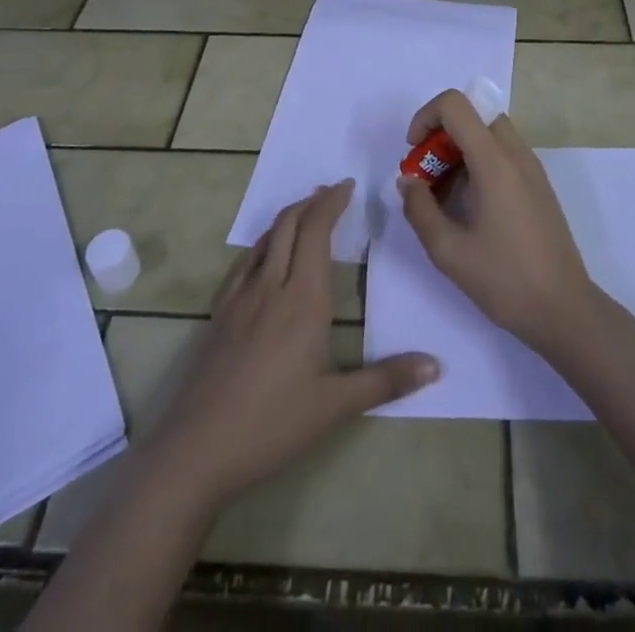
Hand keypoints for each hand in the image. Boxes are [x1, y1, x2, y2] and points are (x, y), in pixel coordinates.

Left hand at [146, 180, 437, 505]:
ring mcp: (240, 297)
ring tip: (306, 212)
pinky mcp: (220, 313)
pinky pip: (244, 262)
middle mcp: (271, 285)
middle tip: (331, 192)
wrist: (197, 449)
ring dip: (288, 217)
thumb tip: (436, 365)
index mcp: (303, 298)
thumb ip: (386, 380)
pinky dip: (263, 243)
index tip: (348, 185)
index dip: (331, 202)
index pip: (317, 230)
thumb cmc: (273, 425)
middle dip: (312, 201)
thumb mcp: (336, 406)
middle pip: (289, 224)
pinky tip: (266, 255)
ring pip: (265, 238)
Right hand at [397, 89, 597, 352]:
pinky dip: (479, 162)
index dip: (426, 117)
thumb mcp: (448, 250)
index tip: (413, 152)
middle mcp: (516, 154)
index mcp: (495, 161)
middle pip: (474, 114)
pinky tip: (470, 206)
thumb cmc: (504, 279)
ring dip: (460, 149)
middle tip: (427, 174)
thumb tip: (408, 181)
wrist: (564, 310)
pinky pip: (504, 153)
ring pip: (489, 133)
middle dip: (442, 133)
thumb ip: (419, 209)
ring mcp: (532, 168)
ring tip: (444, 194)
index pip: (456, 104)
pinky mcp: (539, 185)